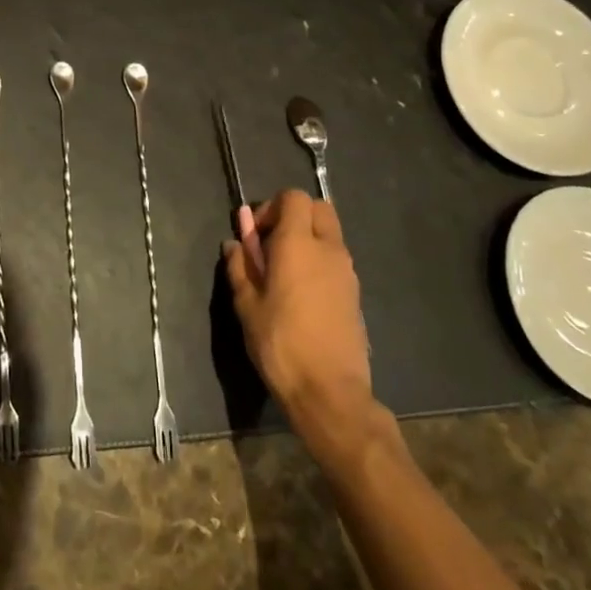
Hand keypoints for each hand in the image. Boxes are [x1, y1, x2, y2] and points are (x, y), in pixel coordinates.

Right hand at [223, 190, 377, 446]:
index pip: (293, 197)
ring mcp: (347, 271)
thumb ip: (240, 267)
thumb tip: (235, 243)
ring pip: (329, 234)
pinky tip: (301, 295)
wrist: (329, 392)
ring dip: (307, 239)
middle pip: (317, 208)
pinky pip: (336, 260)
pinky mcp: (355, 293)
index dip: (271, 208)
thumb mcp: (247, 305)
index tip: (255, 236)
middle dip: (293, 216)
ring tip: (283, 274)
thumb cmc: (280, 344)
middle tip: (270, 246)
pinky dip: (319, 262)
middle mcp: (328, 249)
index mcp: (298, 244)